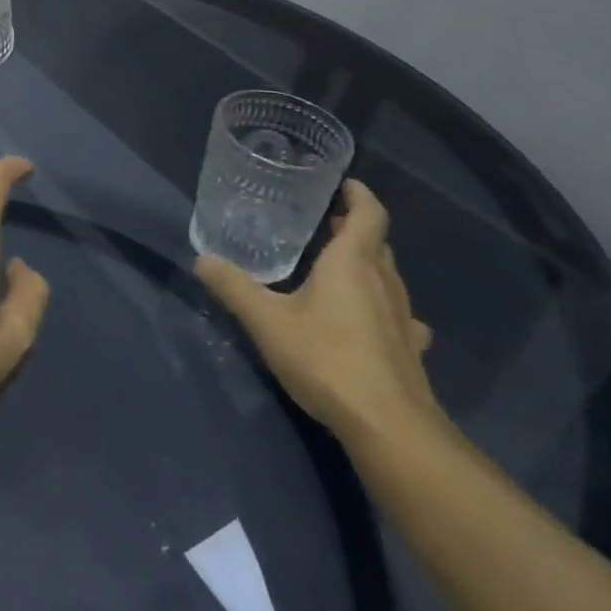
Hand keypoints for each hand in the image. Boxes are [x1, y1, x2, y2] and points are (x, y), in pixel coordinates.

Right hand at [195, 179, 437, 441]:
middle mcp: (384, 283)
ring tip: (336, 268)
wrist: (388, 426)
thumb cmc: (326, 358)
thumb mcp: (266, 321)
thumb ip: (233, 287)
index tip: (342, 183)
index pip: (369, 214)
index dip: (359, 194)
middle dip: (354, 229)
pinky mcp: (409, 350)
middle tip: (322, 224)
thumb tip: (200, 258)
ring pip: (388, 277)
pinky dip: (383, 307)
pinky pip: (399, 315)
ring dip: (367, 265)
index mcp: (352, 264)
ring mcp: (403, 318)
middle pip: (377, 243)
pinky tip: (370, 322)